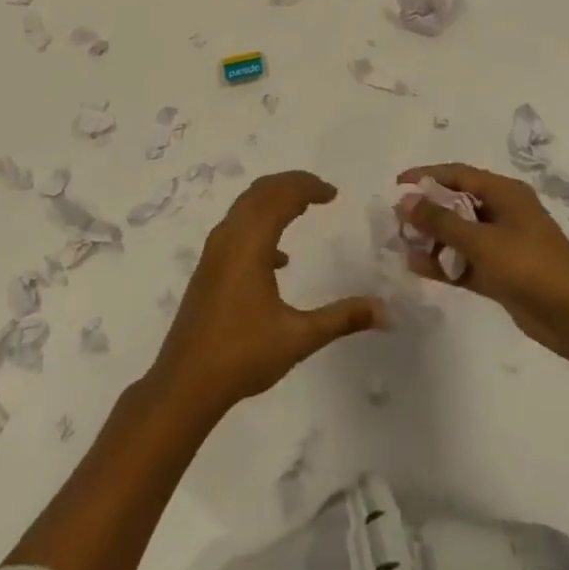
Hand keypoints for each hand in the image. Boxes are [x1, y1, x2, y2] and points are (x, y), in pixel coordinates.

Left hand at [150, 171, 382, 418]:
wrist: (184, 385)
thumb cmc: (242, 355)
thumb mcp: (298, 337)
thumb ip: (342, 319)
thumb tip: (384, 311)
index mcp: (250, 243)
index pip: (281, 196)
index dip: (308, 187)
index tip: (333, 193)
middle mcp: (229, 237)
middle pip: (261, 192)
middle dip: (291, 184)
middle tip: (321, 191)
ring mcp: (215, 252)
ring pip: (246, 207)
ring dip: (274, 200)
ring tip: (303, 208)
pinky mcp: (209, 268)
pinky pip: (237, 227)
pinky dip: (260, 224)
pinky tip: (279, 259)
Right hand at [398, 163, 568, 360]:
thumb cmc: (531, 266)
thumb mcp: (482, 241)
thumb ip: (441, 222)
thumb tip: (405, 200)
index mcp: (504, 193)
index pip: (458, 174)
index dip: (426, 177)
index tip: (397, 185)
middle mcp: (503, 212)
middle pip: (456, 203)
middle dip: (427, 211)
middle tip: (397, 223)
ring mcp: (503, 244)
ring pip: (459, 234)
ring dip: (433, 240)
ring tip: (402, 248)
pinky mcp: (501, 273)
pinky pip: (466, 261)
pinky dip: (445, 263)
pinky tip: (419, 268)